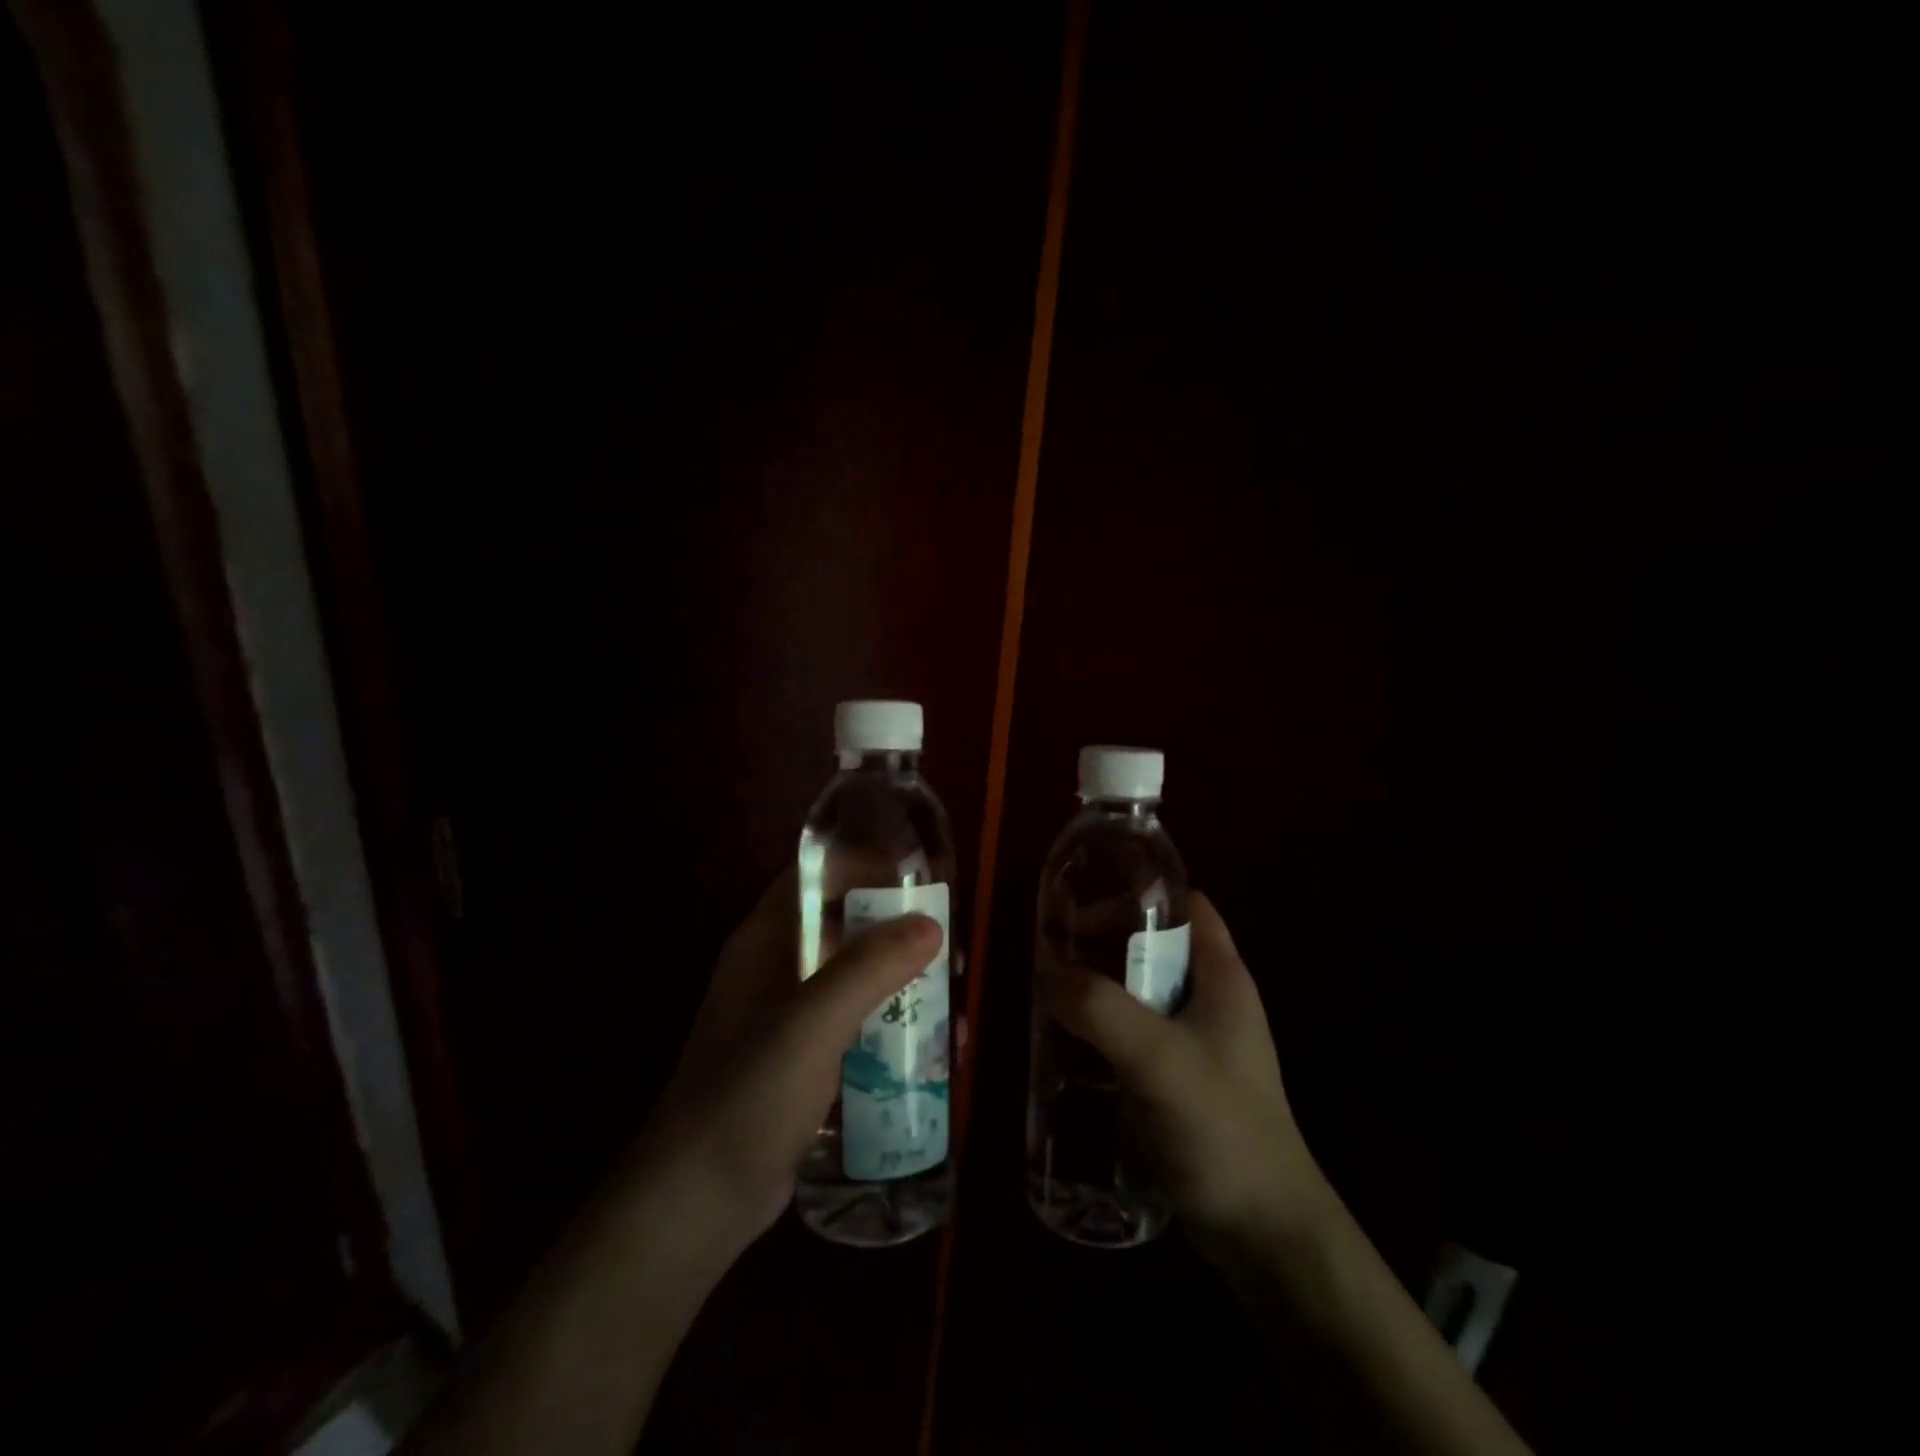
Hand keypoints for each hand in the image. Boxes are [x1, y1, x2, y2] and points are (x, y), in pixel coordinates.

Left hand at [632, 870, 941, 1255]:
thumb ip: (869, 968)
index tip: (919, 881)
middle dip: (898, 933)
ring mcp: (789, 1019)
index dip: (863, 866)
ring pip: (856, 980)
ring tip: (954, 1007)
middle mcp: (776, 969)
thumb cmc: (748, 1095)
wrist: (698, 1202)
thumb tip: (931, 925)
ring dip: (904, 986)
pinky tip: (933, 1055)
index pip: (814, 877)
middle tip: (949, 952)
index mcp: (765, 942)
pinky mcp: (805, 1062)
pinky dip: (893, 1030)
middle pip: (844, 927)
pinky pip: (857, 1027)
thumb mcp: (812, 1023)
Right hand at [1041, 892, 1322, 1245]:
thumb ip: (1101, 1010)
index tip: (1087, 899)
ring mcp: (1195, 1042)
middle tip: (1052, 947)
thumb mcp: (1158, 1059)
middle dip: (1104, 940)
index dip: (1140, 894)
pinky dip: (1102, 1025)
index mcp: (1222, 977)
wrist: (1263, 1233)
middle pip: (1155, 945)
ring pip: (1140, 990)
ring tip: (1048, 988)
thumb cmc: (1222, 1129)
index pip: (1186, 905)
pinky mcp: (1177, 1079)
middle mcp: (1210, 1000)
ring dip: (1098, 985)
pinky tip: (1066, 1040)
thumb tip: (1046, 974)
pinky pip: (1133, 1032)